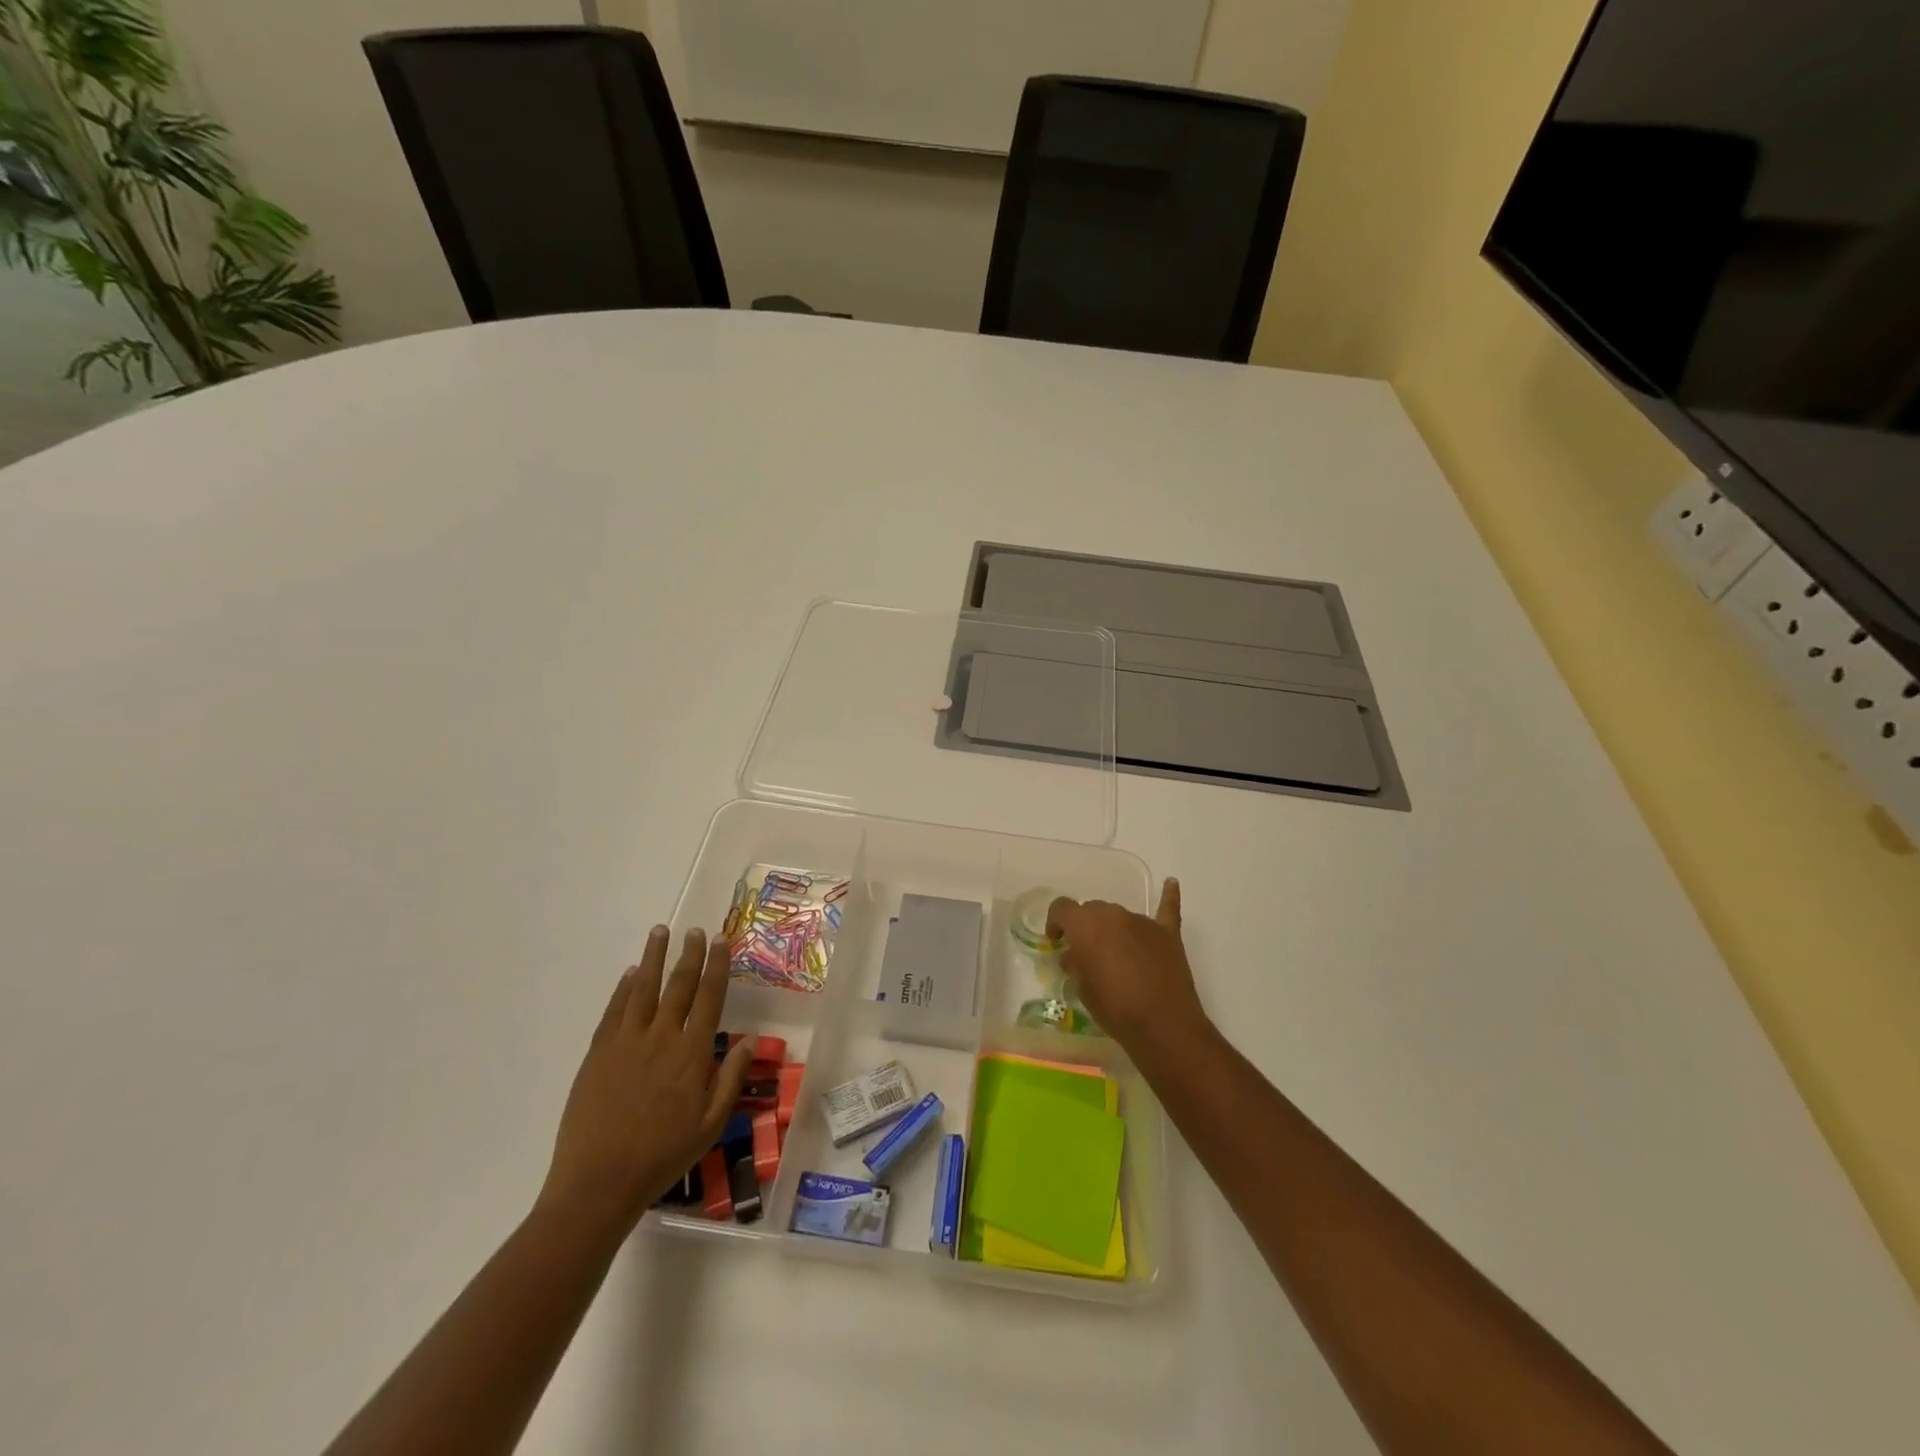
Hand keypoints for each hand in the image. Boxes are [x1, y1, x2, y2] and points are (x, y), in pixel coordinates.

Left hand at [538, 927, 752, 1232]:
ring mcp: (625, 1043)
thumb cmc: (662, 1156)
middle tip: (695, 931)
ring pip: (642, 989)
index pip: (709, 998)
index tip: (720, 941)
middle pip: (678, 986)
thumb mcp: (710, 1124)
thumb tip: (750, 1039)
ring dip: (653, 958)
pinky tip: (629, 974)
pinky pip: (614, 1011)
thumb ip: (730, 1078)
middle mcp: (661, 1037)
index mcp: (691, 1053)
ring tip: (660, 932)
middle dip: (689, 954)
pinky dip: (623, 989)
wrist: (598, 1183)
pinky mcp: (598, 1054)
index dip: (717, 966)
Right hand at [1048, 879, 1212, 1060]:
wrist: (1163, 1026)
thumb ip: (1075, 965)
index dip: (1055, 922)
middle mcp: (1113, 914)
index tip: (1056, 941)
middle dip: (1085, 926)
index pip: (1062, 908)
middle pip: (1093, 909)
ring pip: (1120, 914)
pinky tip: (1170, 882)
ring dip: (1113, 927)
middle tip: (1086, 953)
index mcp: (1086, 925)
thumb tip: (1074, 956)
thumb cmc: (1114, 1008)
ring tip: (1116, 953)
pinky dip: (1168, 895)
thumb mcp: (1082, 990)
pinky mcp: (1168, 933)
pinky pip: (1167, 908)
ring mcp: (1143, 922)